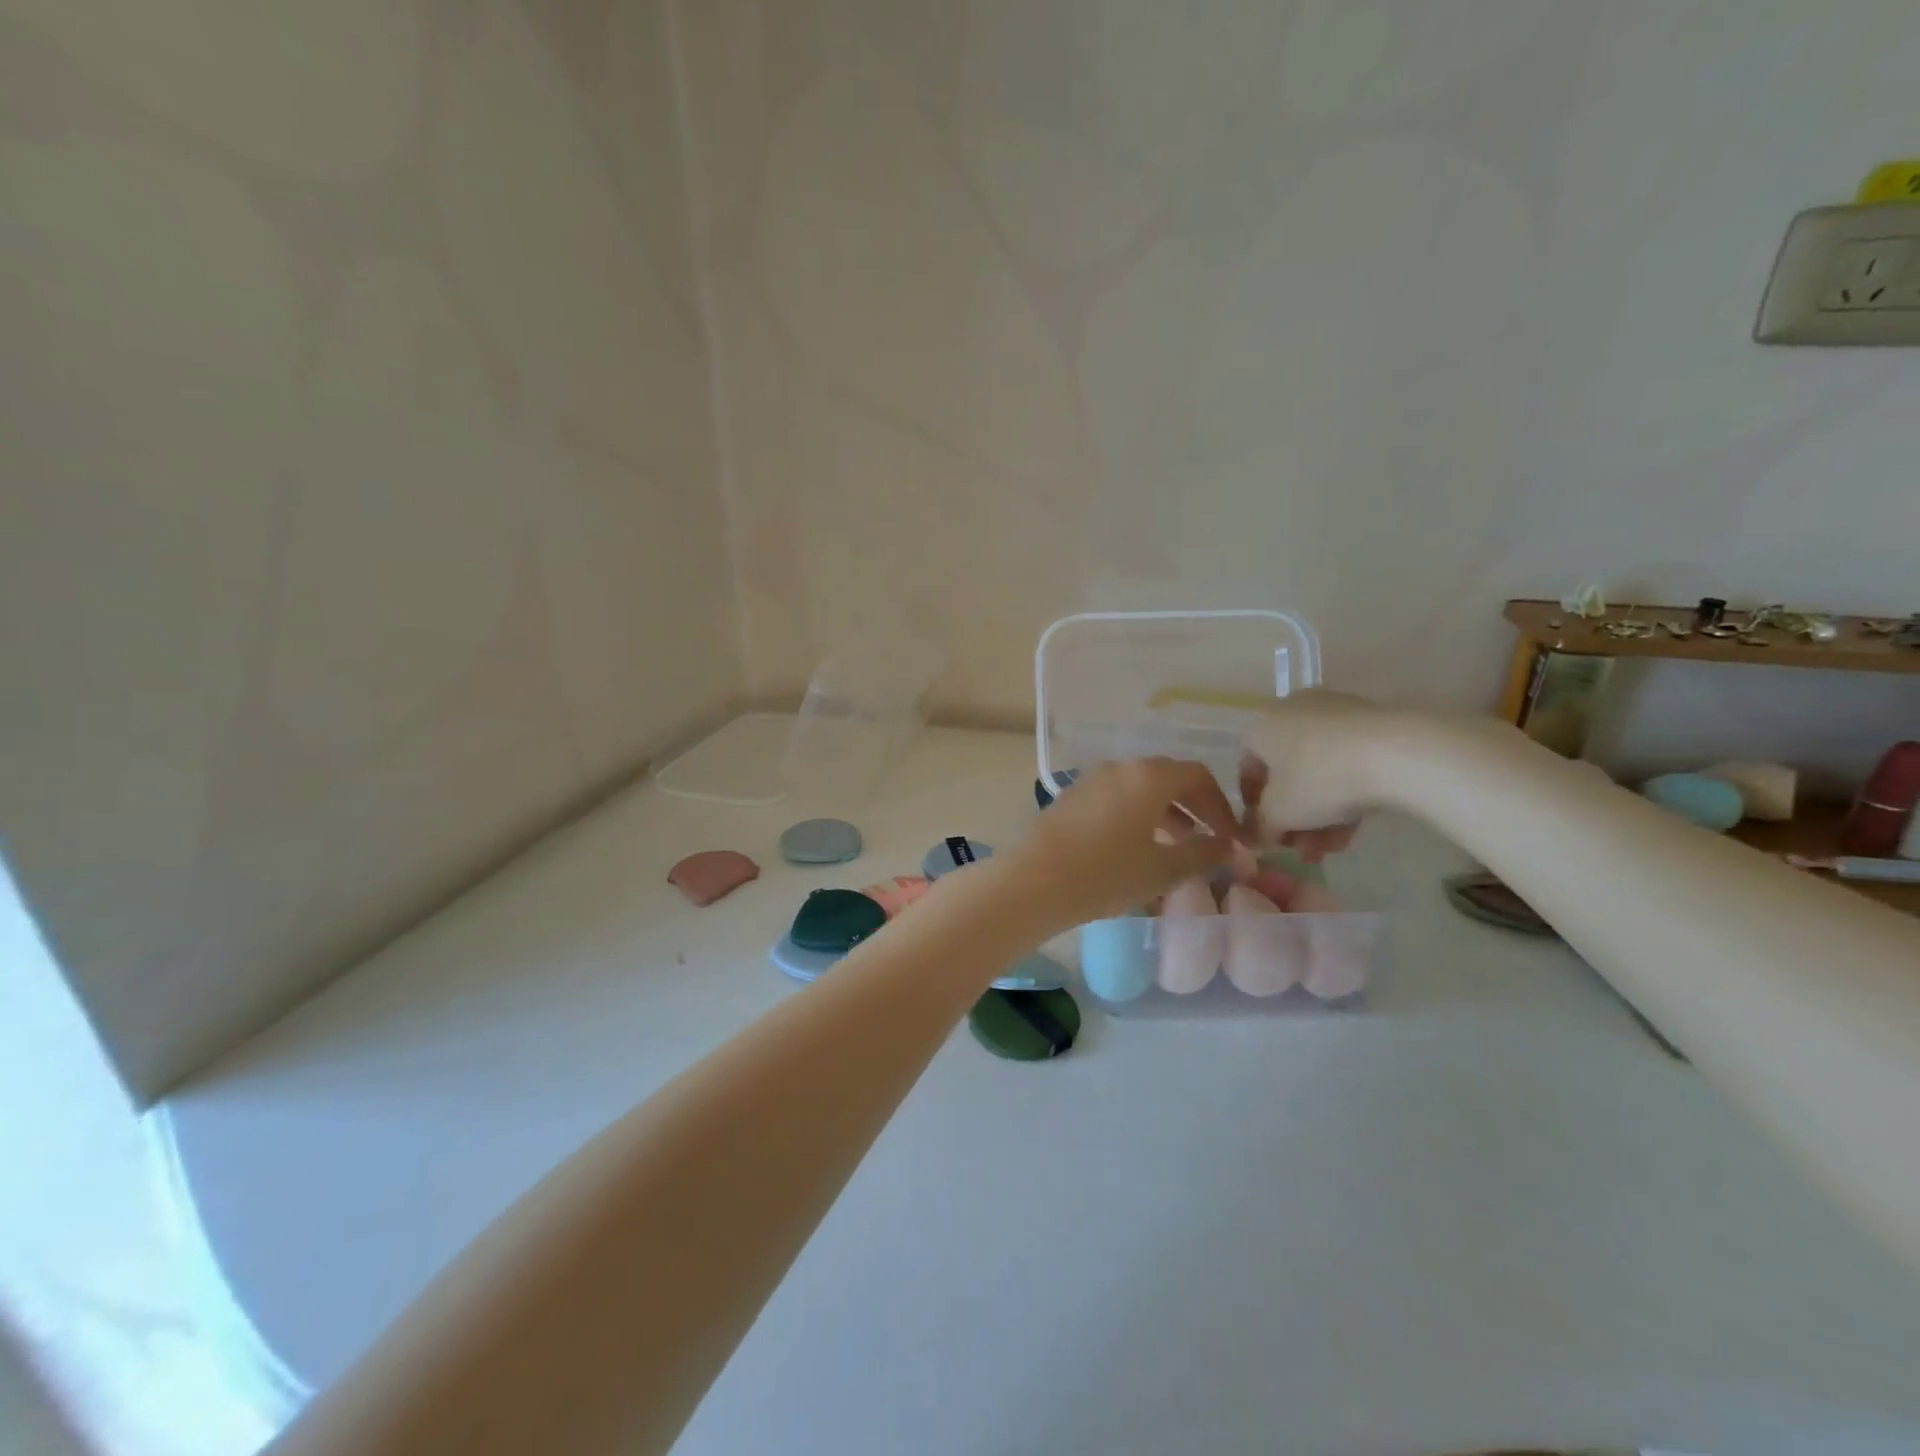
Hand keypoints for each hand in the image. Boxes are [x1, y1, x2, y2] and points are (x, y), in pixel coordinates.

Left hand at [1001, 758, 1241, 931]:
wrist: (1034, 881)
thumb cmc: (1106, 873)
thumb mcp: (1163, 870)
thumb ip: (1204, 854)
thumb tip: (1232, 848)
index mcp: (1149, 776)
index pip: (1199, 776)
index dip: (1221, 806)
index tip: (1231, 837)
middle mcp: (1120, 767)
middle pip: (1169, 778)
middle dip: (1195, 808)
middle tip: (1209, 840)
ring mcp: (1091, 779)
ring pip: (1140, 788)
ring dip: (1165, 812)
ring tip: (1177, 848)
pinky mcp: (1071, 796)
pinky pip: (1116, 797)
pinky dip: (1137, 814)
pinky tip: (1137, 848)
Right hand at [1239, 690, 1397, 859]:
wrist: (1396, 754)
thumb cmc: (1319, 779)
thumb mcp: (1280, 813)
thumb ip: (1261, 827)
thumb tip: (1257, 836)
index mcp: (1262, 726)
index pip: (1248, 768)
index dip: (1254, 807)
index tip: (1268, 834)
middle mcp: (1293, 712)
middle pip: (1287, 774)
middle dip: (1294, 818)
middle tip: (1305, 849)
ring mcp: (1335, 714)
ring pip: (1319, 772)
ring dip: (1321, 814)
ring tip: (1334, 847)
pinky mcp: (1371, 723)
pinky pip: (1347, 763)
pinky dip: (1346, 794)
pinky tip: (1355, 828)